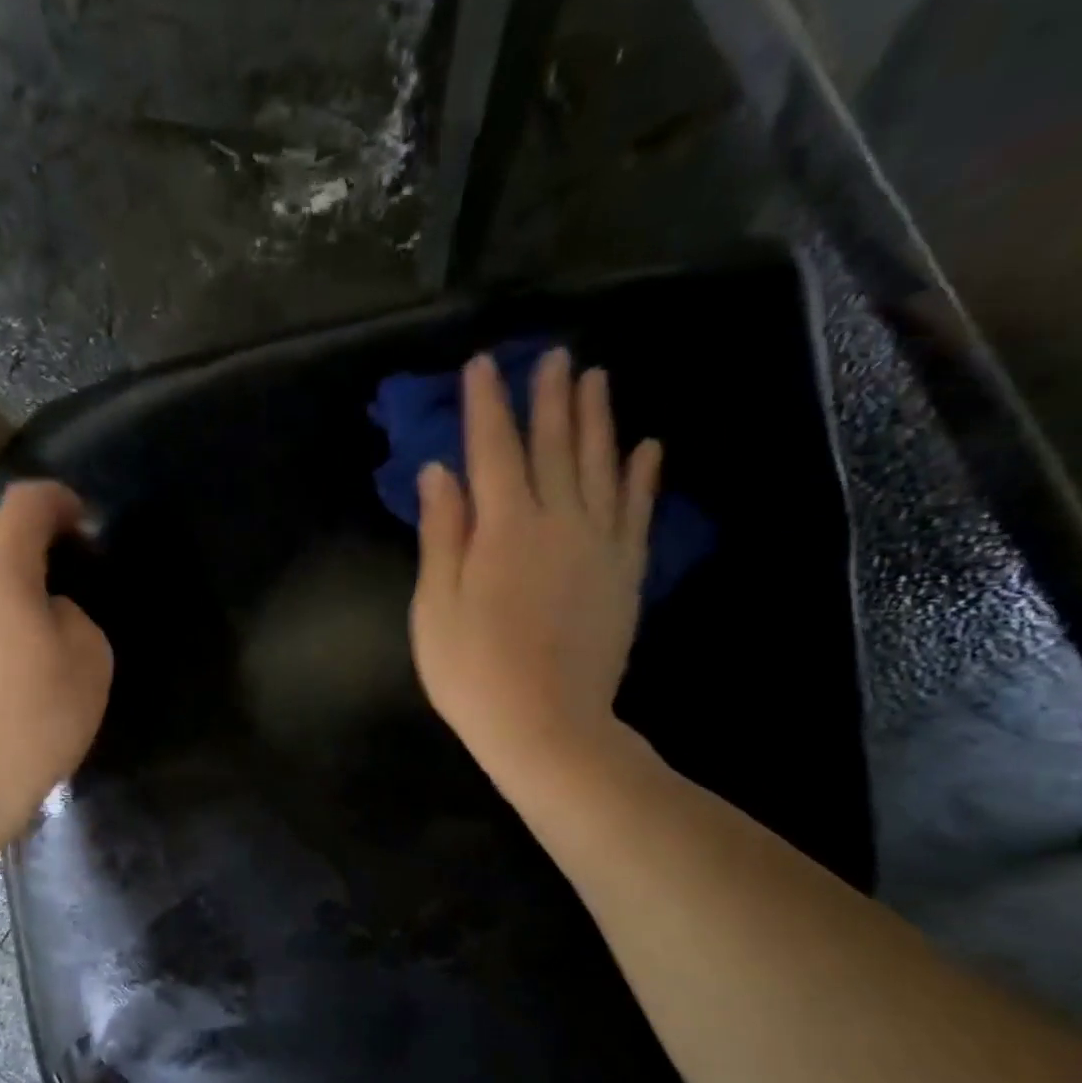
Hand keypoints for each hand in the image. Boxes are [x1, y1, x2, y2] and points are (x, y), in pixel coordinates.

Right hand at [410, 349, 661, 782]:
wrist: (546, 726)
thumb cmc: (472, 672)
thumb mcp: (434, 607)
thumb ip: (441, 534)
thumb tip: (439, 472)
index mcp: (503, 529)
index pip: (492, 451)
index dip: (486, 406)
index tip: (484, 365)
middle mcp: (557, 522)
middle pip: (553, 447)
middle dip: (549, 399)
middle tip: (553, 356)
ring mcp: (598, 546)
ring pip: (601, 467)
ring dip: (598, 420)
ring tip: (595, 379)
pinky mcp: (625, 574)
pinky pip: (637, 512)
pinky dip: (642, 477)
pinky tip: (647, 447)